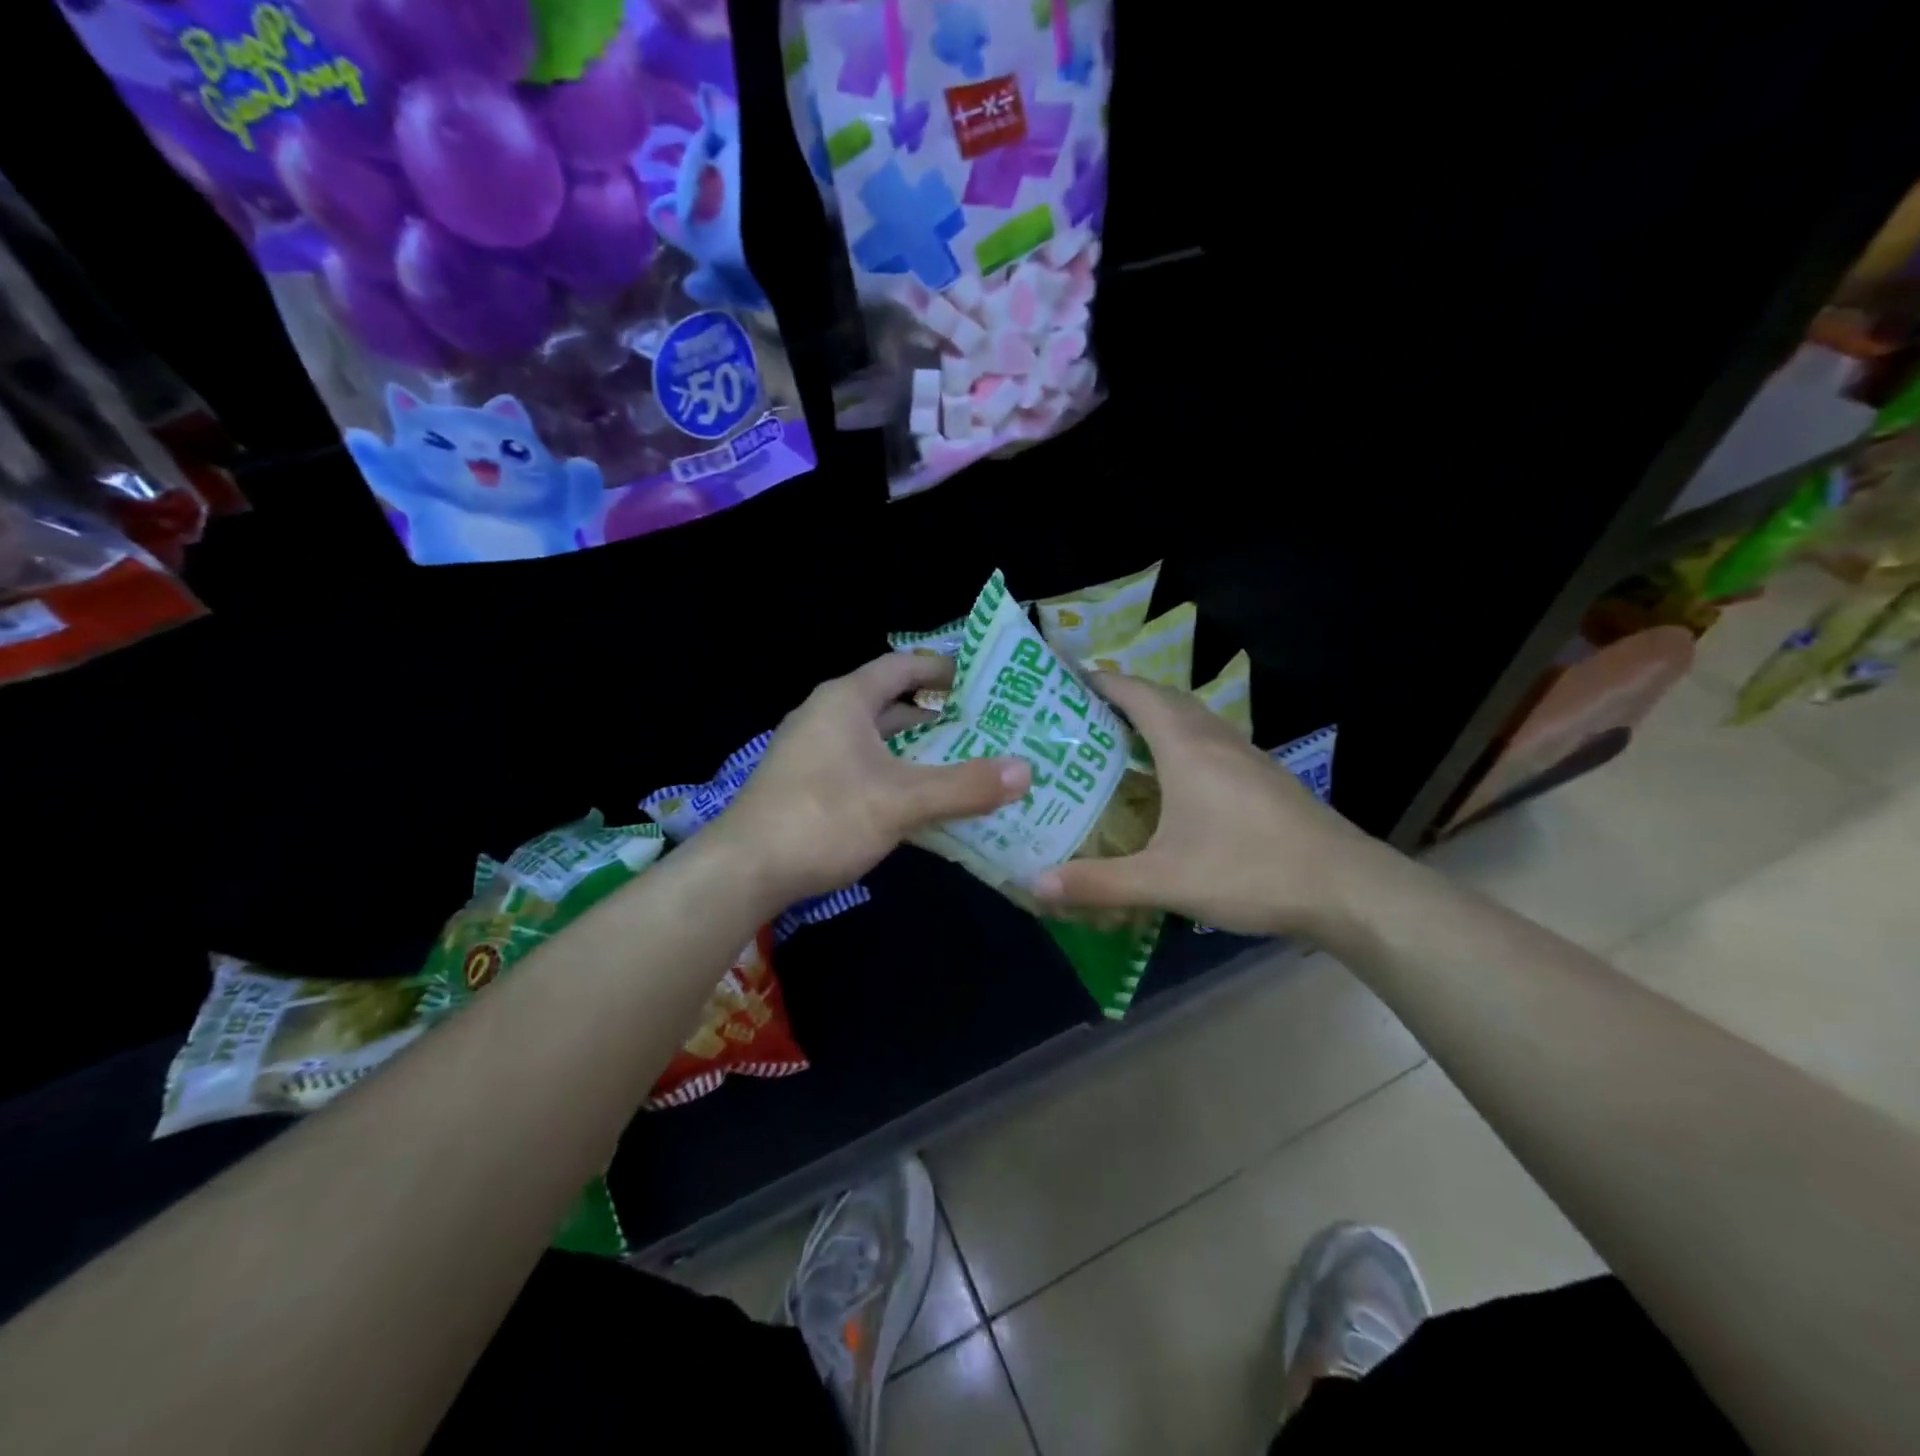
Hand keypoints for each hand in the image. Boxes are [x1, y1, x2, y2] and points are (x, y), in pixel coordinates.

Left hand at [710, 653, 1030, 908]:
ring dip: (918, 752)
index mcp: (846, 700)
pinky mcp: (808, 787)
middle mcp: (827, 717)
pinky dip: (896, 778)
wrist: (744, 871)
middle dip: (938, 717)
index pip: (902, 666)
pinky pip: (864, 770)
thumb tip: (1026, 770)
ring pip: (879, 743)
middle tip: (988, 728)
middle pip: (892, 705)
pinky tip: (925, 803)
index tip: (983, 680)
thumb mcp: (901, 801)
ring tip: (967, 764)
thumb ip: (964, 786)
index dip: (942, 668)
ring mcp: (814, 754)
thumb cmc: (823, 818)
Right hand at [1027, 672, 1376, 937]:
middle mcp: (1216, 740)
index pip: (1138, 694)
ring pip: (1194, 719)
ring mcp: (1247, 756)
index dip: (1103, 680)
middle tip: (1086, 711)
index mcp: (1187, 748)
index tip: (1069, 677)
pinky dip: (1183, 740)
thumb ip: (1098, 883)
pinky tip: (1176, 777)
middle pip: (1166, 698)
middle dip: (1126, 695)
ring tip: (1122, 737)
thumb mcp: (1164, 882)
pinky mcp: (1266, 777)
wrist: (1347, 887)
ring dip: (1158, 716)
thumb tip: (1035, 883)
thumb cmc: (1249, 870)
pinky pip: (1213, 741)